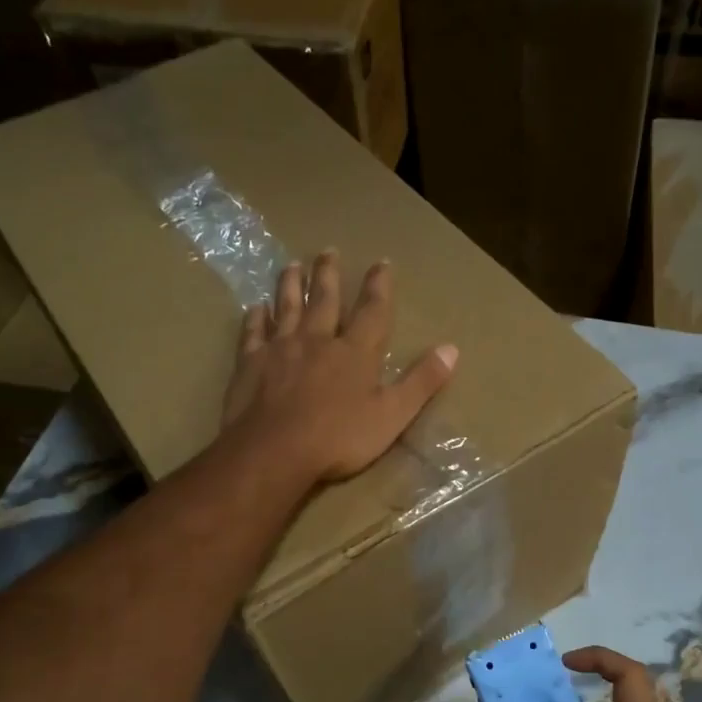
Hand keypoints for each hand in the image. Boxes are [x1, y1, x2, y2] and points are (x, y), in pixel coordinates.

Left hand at [223, 252, 457, 483]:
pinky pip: (252, 334)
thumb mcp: (392, 415)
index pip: (372, 312)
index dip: (378, 286)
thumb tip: (452, 348)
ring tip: (291, 265)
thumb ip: (421, 382)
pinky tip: (255, 308)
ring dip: (289, 285)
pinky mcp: (250, 364)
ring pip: (286, 308)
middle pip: (323, 300)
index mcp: (355, 353)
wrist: (275, 451)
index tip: (381, 262)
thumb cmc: (339, 438)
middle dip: (328, 274)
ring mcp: (280, 349)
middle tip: (327, 250)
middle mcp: (317, 341)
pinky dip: (255, 319)